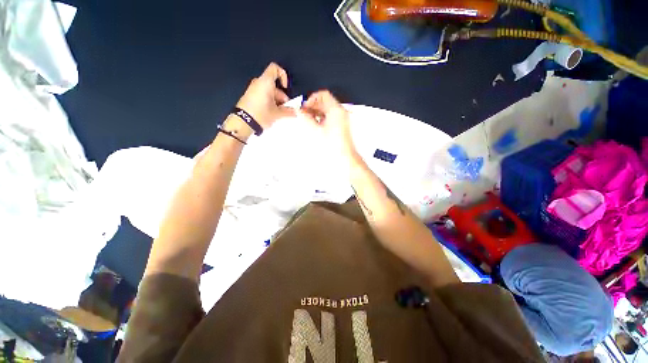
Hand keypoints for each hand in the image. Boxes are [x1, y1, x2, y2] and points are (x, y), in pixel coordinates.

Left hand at [235, 63, 295, 131]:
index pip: (275, 68)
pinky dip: (269, 103)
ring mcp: (253, 90)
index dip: (283, 75)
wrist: (243, 123)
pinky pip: (263, 97)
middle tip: (285, 109)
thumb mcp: (277, 114)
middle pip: (274, 85)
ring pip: (269, 92)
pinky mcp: (250, 97)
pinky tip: (271, 114)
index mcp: (265, 82)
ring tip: (279, 114)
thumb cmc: (261, 114)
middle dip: (282, 96)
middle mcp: (258, 83)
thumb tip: (295, 111)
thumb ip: (288, 111)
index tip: (286, 87)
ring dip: (276, 102)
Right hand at [299, 90, 358, 160]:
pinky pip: (331, 115)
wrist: (344, 156)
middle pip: (325, 101)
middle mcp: (340, 111)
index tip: (305, 107)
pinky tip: (316, 125)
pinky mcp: (341, 123)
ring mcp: (342, 117)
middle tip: (304, 114)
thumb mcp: (316, 131)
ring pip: (327, 109)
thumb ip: (306, 118)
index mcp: (335, 110)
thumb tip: (299, 111)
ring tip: (309, 120)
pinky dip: (322, 117)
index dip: (312, 99)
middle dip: (313, 106)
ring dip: (317, 112)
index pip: (323, 95)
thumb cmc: (332, 145)